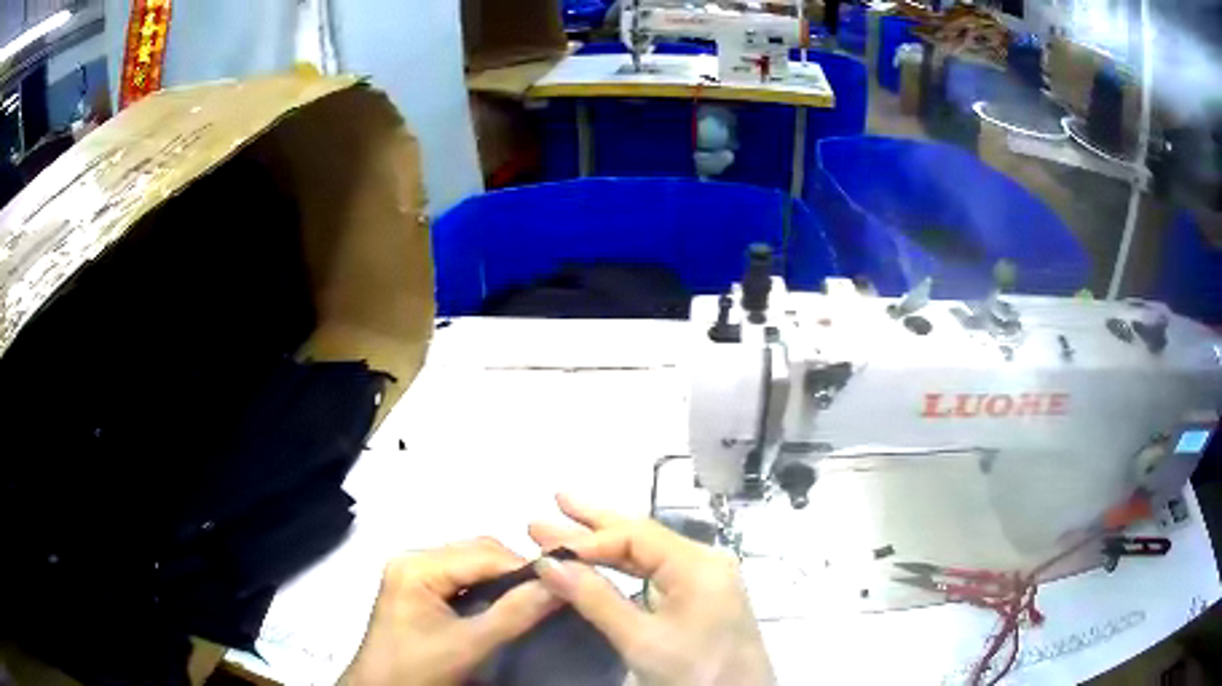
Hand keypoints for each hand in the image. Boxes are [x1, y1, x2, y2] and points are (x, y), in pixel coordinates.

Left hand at [341, 538, 559, 685]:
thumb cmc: (416, 669)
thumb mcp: (467, 645)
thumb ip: (514, 614)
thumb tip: (559, 584)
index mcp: (416, 565)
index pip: (482, 553)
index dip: (524, 567)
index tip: (563, 583)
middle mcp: (413, 560)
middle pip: (476, 553)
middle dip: (514, 572)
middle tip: (551, 593)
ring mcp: (414, 575)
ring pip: (471, 565)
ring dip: (503, 580)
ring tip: (534, 599)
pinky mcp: (418, 591)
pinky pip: (461, 580)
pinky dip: (488, 589)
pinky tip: (506, 606)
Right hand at [529, 494, 774, 685]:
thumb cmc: (696, 672)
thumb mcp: (641, 639)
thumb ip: (595, 598)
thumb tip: (547, 563)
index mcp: (698, 563)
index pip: (634, 536)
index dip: (587, 538)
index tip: (543, 542)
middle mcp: (704, 561)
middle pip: (643, 535)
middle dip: (596, 521)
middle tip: (555, 499)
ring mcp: (705, 580)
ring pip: (649, 553)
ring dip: (607, 542)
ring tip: (568, 522)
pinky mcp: (702, 599)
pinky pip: (657, 572)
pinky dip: (625, 564)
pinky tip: (604, 558)